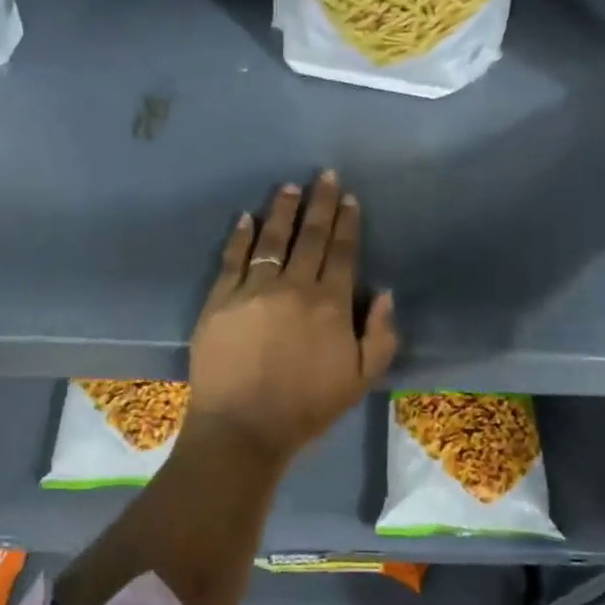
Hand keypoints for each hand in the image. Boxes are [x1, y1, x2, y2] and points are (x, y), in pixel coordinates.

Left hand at [187, 170, 398, 465]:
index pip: (341, 252)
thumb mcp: (360, 380)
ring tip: (288, 187)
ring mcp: (253, 290)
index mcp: (330, 304)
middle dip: (320, 203)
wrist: (243, 428)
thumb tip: (384, 293)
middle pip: (310, 237)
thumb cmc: (306, 408)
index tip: (349, 198)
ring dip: (282, 211)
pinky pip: (232, 259)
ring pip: (271, 240)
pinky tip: (246, 217)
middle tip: (324, 176)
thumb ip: (380, 336)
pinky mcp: (220, 299)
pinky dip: (240, 236)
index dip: (347, 223)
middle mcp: (293, 287)